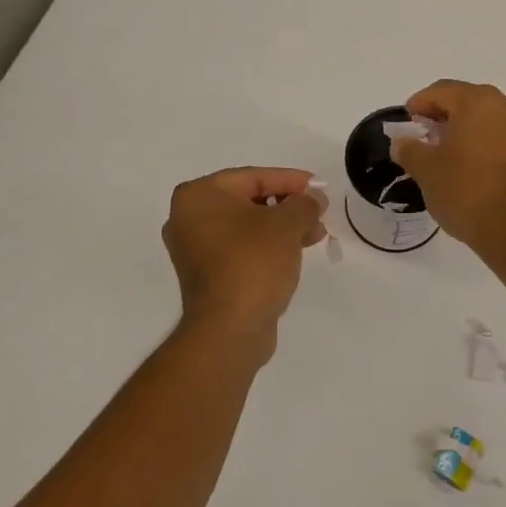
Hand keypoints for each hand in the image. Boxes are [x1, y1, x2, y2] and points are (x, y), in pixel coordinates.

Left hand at [161, 167, 326, 350]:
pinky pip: (240, 249)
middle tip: (318, 212)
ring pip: (246, 227)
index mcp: (199, 196)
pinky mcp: (206, 275)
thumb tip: (314, 199)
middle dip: (287, 206)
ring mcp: (194, 249)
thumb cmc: (253, 263)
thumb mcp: (286, 225)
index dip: (290, 180)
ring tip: (314, 235)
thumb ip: (304, 204)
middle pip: (248, 201)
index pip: (252, 177)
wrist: (229, 329)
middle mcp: (188, 218)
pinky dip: (266, 247)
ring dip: (281, 228)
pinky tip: (294, 252)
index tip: (318, 187)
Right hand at [391, 81, 505, 259]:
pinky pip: (498, 134)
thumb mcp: (426, 169)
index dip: (419, 103)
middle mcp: (504, 106)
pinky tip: (464, 161)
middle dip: (441, 114)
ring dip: (462, 127)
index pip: (441, 91)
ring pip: (484, 117)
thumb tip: (402, 143)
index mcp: (477, 101)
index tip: (406, 121)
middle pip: (465, 100)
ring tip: (442, 150)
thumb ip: (409, 149)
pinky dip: (479, 140)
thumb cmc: (464, 190)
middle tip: (422, 133)